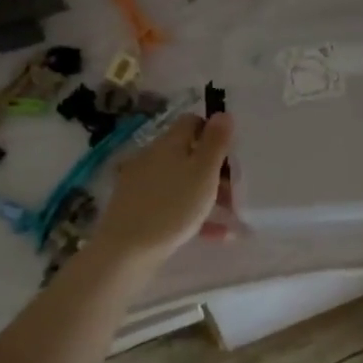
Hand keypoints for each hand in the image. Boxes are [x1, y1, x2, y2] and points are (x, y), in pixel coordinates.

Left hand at [86, 113, 232, 268]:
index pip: (192, 122)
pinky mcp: (137, 209)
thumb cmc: (172, 207)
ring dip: (208, 195)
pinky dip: (194, 214)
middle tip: (235, 191)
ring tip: (231, 217)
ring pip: (182, 182)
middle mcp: (152, 157)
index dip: (214, 133)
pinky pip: (172, 204)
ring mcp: (142, 184)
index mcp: (168, 143)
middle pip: (188, 154)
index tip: (232, 154)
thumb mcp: (202, 172)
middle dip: (215, 170)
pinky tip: (215, 235)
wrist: (127, 249)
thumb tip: (222, 113)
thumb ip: (215, 142)